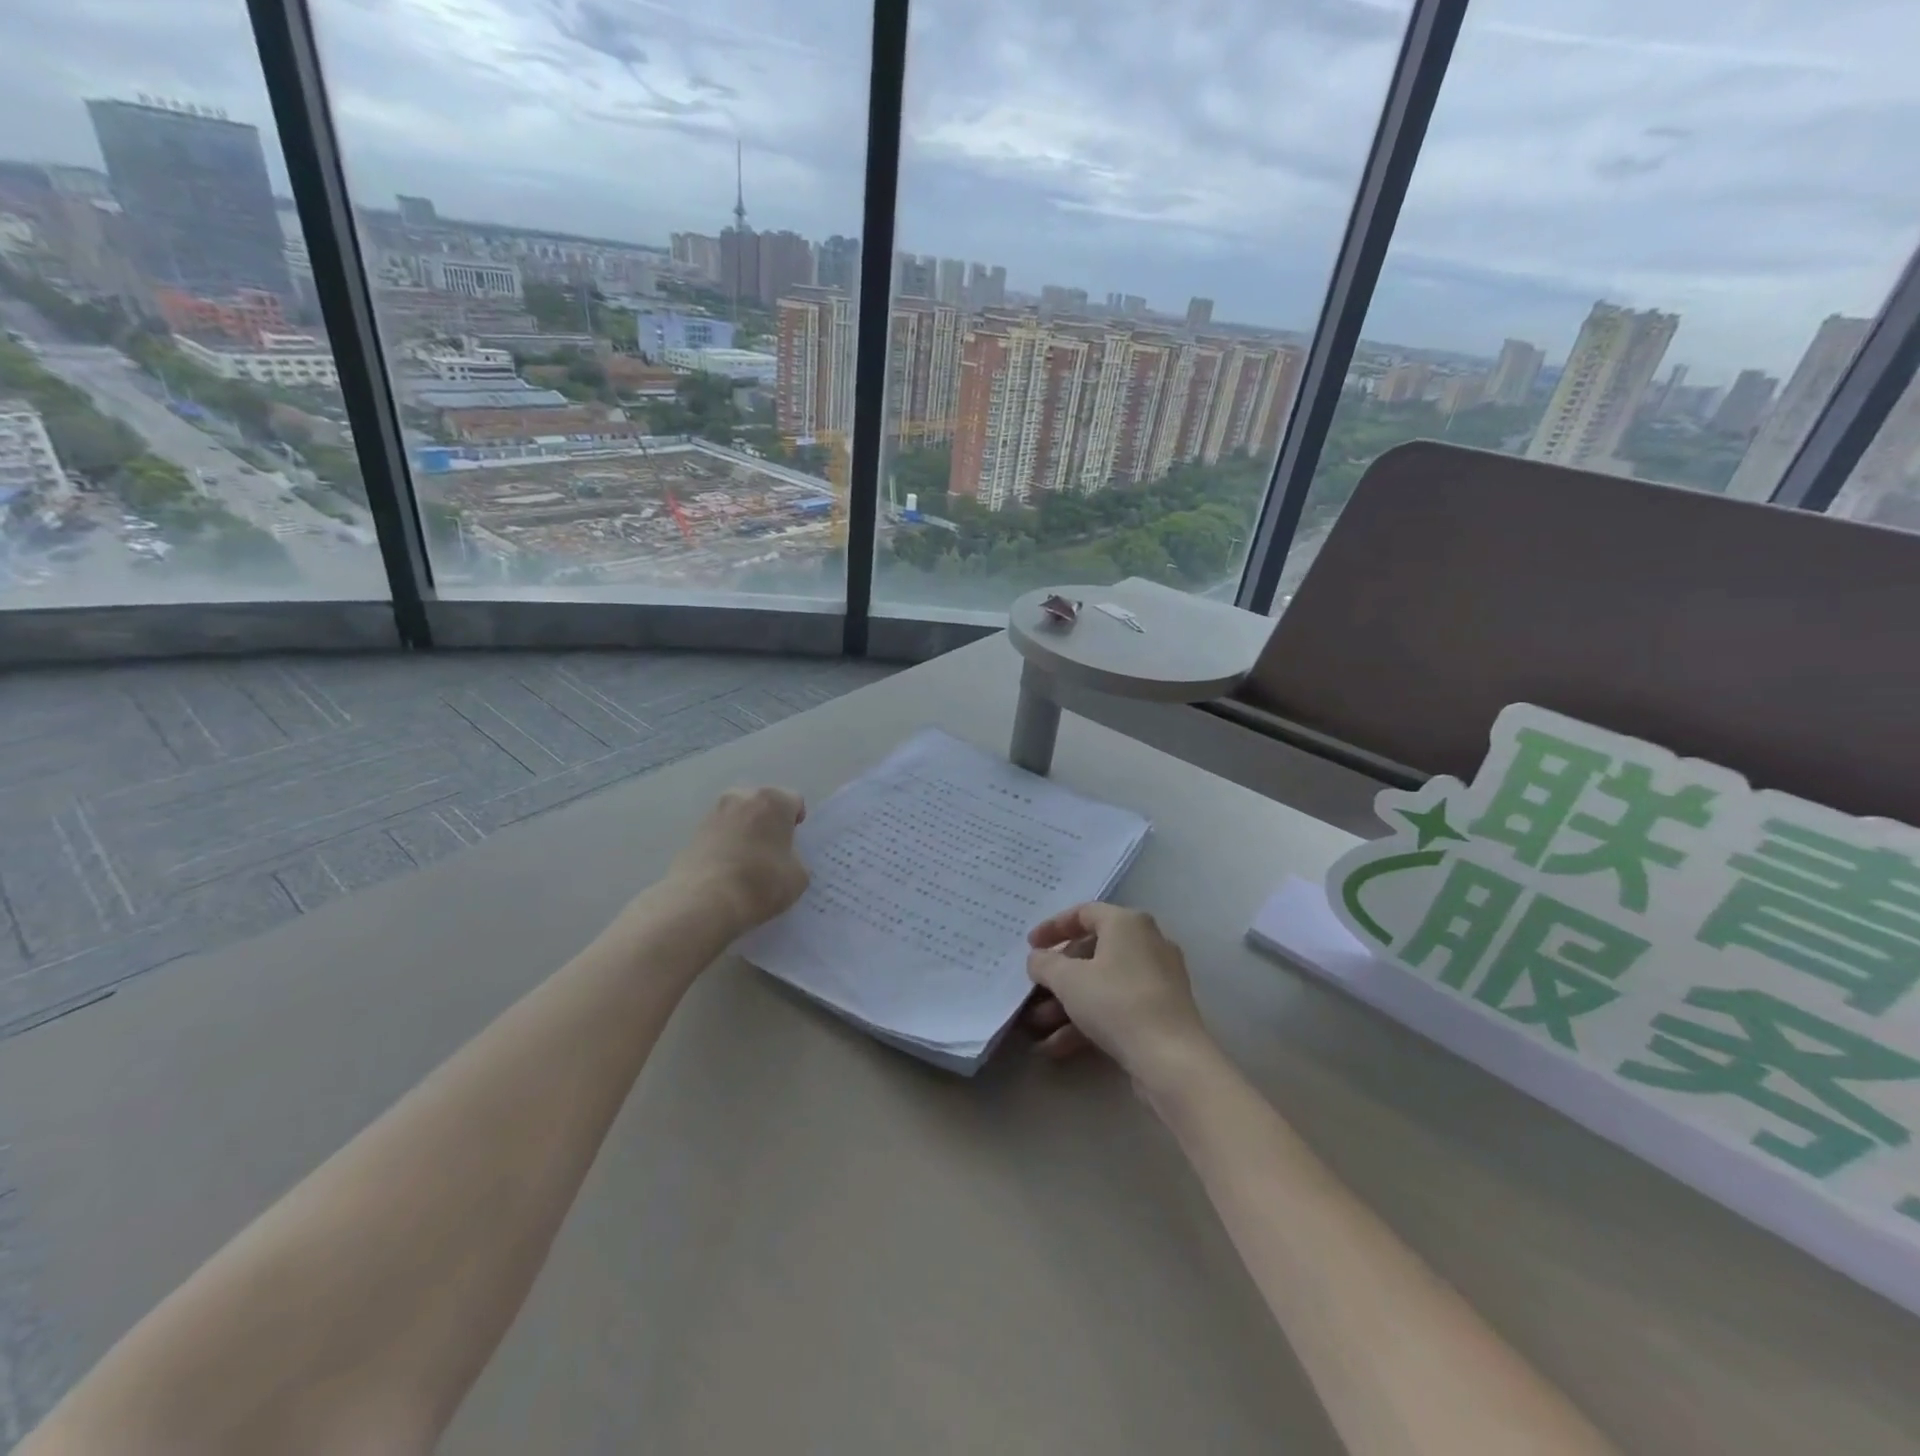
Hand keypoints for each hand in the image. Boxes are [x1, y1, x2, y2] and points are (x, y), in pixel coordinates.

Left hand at [668, 787, 809, 930]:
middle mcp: (742, 797)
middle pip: (763, 803)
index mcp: (773, 800)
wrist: (705, 902)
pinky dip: (726, 844)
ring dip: (745, 830)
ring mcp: (714, 813)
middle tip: (772, 848)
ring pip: (738, 816)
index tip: (794, 842)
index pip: (794, 801)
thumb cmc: (761, 882)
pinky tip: (728, 868)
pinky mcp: (694, 832)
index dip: (797, 821)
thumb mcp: (799, 875)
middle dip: (769, 820)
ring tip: (748, 859)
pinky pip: (720, 833)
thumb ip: (795, 858)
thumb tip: (784, 858)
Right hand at [1024, 902, 1214, 1091]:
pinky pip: (1117, 1006)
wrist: (1171, 1059)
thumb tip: (1038, 958)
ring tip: (1038, 1025)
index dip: (1053, 927)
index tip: (1030, 946)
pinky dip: (1089, 1020)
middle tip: (1034, 990)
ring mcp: (1157, 978)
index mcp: (1127, 923)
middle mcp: (1147, 942)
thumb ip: (1045, 963)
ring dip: (1067, 1003)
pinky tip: (1057, 1047)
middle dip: (1058, 975)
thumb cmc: (1116, 1003)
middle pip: (1092, 950)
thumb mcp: (1068, 980)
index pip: (1084, 913)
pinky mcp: (1161, 1011)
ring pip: (1102, 983)